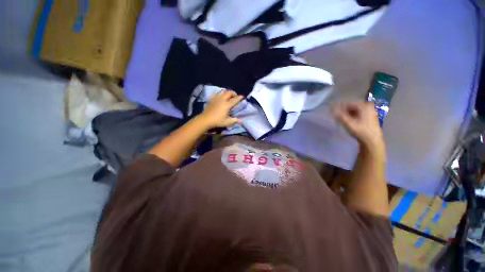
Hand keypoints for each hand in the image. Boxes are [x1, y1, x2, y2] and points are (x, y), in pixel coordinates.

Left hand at [198, 90, 243, 128]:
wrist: (206, 119)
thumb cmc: (217, 121)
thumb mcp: (227, 122)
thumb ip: (234, 120)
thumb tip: (241, 120)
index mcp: (227, 105)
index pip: (235, 99)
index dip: (239, 97)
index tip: (242, 96)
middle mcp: (222, 100)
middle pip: (229, 92)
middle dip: (233, 93)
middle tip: (235, 96)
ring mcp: (216, 98)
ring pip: (223, 92)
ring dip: (227, 93)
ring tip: (228, 96)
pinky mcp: (211, 99)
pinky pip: (216, 94)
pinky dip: (220, 94)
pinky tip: (220, 97)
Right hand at [334, 101, 384, 154]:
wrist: (372, 141)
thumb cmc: (361, 131)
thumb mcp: (348, 123)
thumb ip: (340, 115)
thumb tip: (331, 109)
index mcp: (364, 105)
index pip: (348, 103)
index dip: (339, 107)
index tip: (332, 112)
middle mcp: (368, 106)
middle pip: (351, 106)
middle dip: (343, 111)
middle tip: (336, 117)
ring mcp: (370, 110)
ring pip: (354, 110)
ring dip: (346, 114)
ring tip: (341, 119)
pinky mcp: (369, 116)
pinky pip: (357, 113)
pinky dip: (351, 116)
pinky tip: (348, 121)